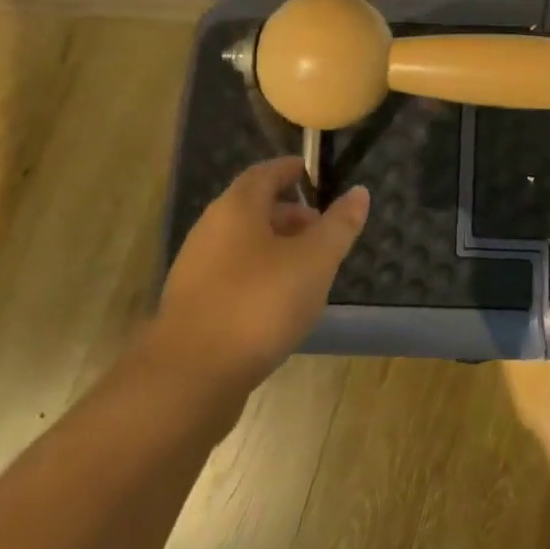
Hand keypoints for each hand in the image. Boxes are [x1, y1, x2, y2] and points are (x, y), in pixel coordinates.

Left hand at [149, 159, 369, 399]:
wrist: (189, 378)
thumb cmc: (259, 304)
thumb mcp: (314, 261)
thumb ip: (339, 225)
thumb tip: (360, 191)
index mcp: (237, 208)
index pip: (265, 173)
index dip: (291, 170)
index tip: (314, 175)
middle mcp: (211, 230)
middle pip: (253, 208)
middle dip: (289, 213)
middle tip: (322, 228)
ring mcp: (197, 270)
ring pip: (243, 245)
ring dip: (276, 248)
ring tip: (308, 268)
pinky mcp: (193, 307)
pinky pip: (233, 276)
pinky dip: (259, 276)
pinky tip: (280, 304)